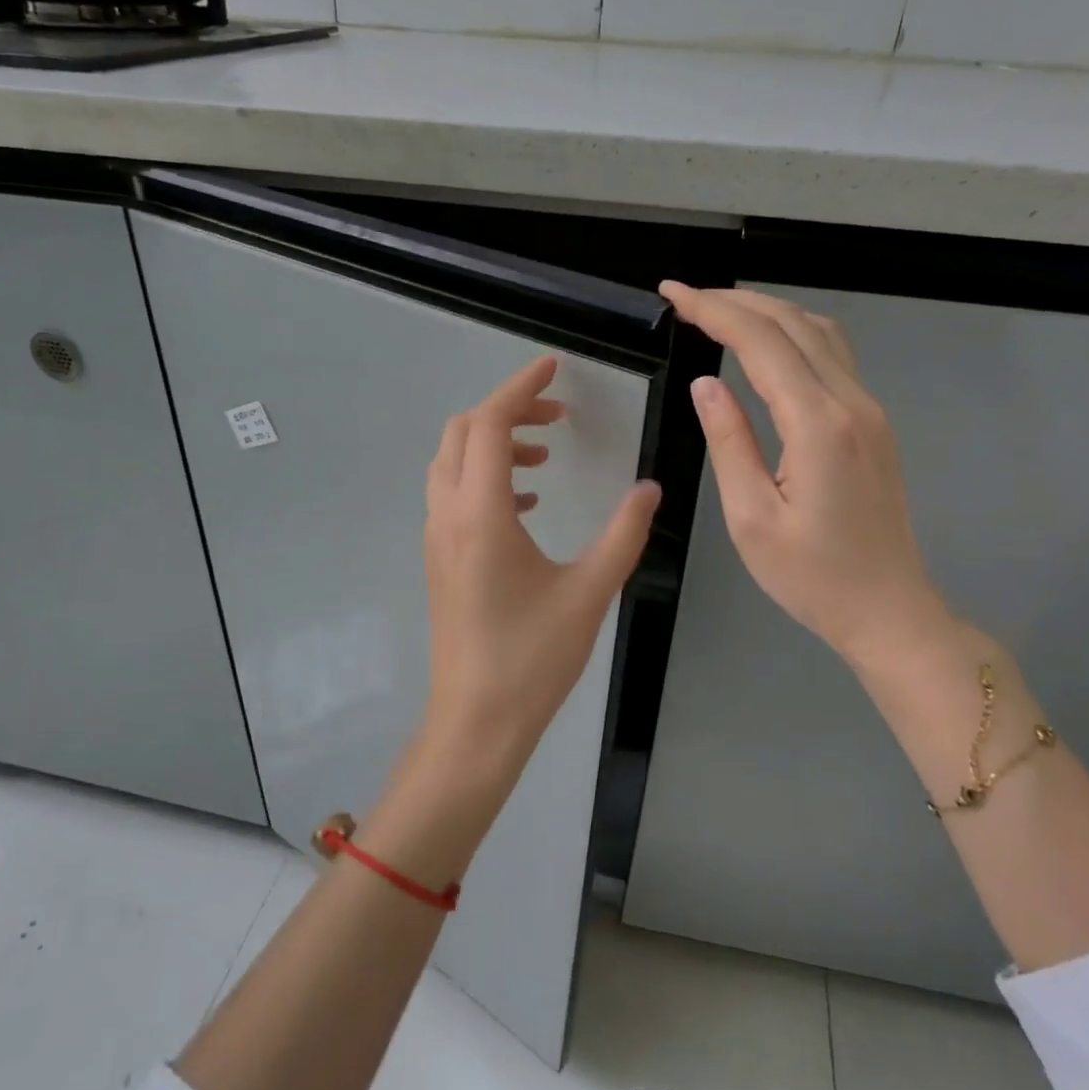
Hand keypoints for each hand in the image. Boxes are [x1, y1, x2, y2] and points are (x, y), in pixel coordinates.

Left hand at [421, 356, 661, 779]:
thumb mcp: (590, 591)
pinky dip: (486, 476)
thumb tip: (650, 488)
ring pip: (453, 461)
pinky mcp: (439, 558)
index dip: (522, 387)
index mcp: (481, 513)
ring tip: (546, 457)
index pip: (492, 424)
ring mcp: (438, 537)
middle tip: (557, 417)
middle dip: (508, 411)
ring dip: (495, 443)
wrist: (476, 721)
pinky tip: (527, 501)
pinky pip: (454, 493)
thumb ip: (624, 533)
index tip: (554, 368)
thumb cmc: (533, 658)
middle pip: (464, 432)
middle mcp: (449, 514)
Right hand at [660, 283, 951, 669]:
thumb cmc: (812, 577)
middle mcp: (851, 403)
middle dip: (736, 301)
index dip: (714, 310)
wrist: (888, 610)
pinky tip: (766, 345)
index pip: (761, 342)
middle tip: (686, 297)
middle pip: (793, 324)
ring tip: (719, 311)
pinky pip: (832, 356)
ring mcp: (869, 410)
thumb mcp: (751, 517)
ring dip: (768, 312)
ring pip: (819, 333)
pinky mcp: (872, 424)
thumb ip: (730, 442)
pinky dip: (792, 334)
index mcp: (818, 425)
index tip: (673, 294)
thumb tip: (707, 384)